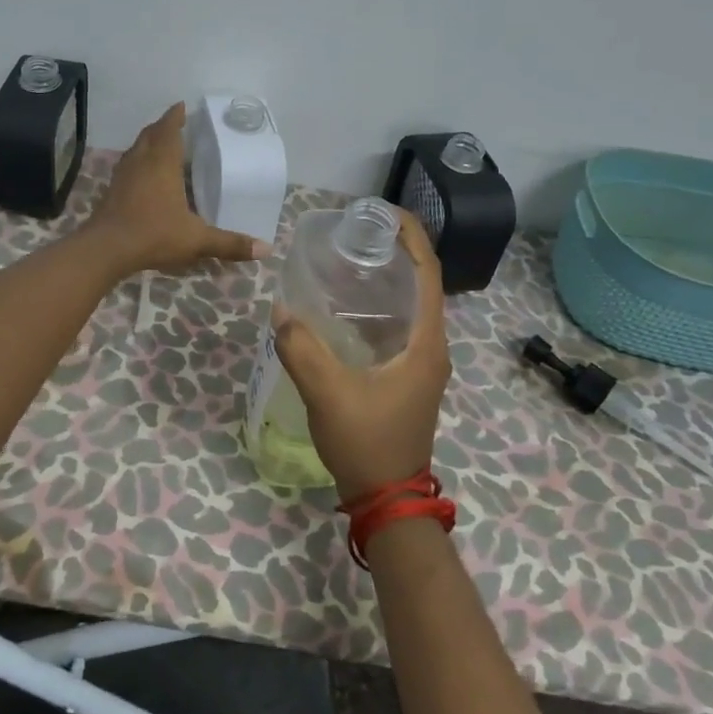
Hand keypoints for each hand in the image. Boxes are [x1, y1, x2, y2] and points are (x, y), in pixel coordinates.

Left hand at [87, 103, 269, 275]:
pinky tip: (143, 174)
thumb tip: (266, 249)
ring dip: (148, 142)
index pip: (168, 129)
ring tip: (160, 144)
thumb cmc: (154, 234)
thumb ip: (229, 243)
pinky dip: (137, 161)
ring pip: (136, 149)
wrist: (107, 248)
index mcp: (162, 163)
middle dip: (162, 126)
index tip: (181, 106)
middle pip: (150, 134)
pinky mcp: (112, 190)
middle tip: (175, 123)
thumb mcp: (197, 239)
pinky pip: (127, 165)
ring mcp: (123, 175)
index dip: (175, 116)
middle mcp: (141, 162)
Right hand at [271, 212, 450, 502]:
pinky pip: (396, 329)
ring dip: (385, 281)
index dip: (412, 237)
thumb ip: (302, 349)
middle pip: (420, 285)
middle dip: (394, 253)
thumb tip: (281, 310)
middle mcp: (431, 348)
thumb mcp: (328, 393)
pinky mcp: (406, 378)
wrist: (387, 499)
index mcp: (425, 344)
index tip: (383, 213)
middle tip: (353, 235)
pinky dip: (375, 310)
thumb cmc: (367, 442)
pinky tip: (342, 310)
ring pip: (408, 309)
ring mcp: (420, 365)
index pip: (428, 274)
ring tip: (345, 263)